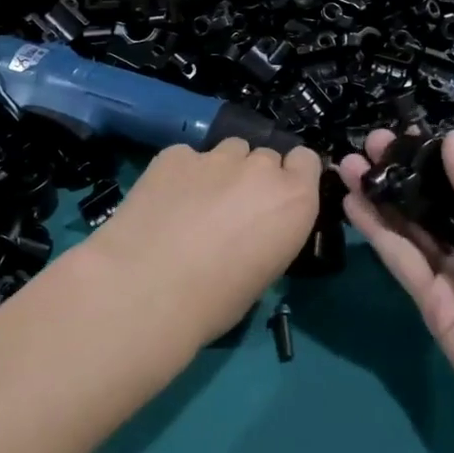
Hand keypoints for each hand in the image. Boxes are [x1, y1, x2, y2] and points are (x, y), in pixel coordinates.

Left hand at [82, 139, 323, 350]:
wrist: (146, 289)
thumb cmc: (214, 301)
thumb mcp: (263, 273)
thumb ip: (269, 234)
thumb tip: (251, 230)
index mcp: (294, 201)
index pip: (306, 160)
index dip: (291, 176)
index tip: (276, 199)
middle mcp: (260, 169)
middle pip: (265, 156)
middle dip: (253, 177)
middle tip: (231, 210)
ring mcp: (216, 157)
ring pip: (228, 150)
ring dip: (220, 171)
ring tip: (195, 203)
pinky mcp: (175, 154)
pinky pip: (187, 157)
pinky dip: (181, 174)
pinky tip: (164, 202)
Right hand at [340, 129, 453, 452]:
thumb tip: (451, 138)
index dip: (434, 162)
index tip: (402, 134)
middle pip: (434, 209)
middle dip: (401, 177)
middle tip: (368, 144)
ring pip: (412, 233)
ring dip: (381, 200)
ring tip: (348, 165)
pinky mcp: (434, 312)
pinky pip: (405, 265)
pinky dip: (379, 235)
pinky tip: (356, 205)